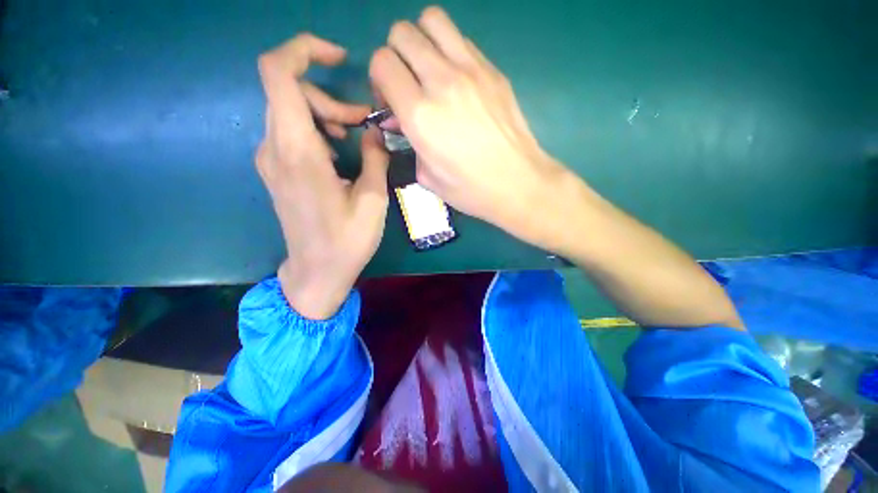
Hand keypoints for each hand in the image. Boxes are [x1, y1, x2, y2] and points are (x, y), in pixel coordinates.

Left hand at [256, 34, 389, 319]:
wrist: (316, 272)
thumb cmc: (347, 241)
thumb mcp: (373, 201)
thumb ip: (375, 159)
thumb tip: (373, 132)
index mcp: (298, 152)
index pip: (278, 72)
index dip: (304, 50)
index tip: (338, 57)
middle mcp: (274, 147)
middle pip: (289, 90)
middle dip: (329, 96)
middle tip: (362, 122)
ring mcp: (270, 160)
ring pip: (290, 111)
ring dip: (325, 114)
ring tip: (354, 137)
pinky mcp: (276, 170)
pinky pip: (290, 132)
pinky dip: (316, 130)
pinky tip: (337, 154)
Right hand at [369, 7, 573, 246]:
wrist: (518, 183)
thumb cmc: (471, 189)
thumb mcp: (428, 176)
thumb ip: (408, 142)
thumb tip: (401, 120)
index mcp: (420, 115)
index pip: (382, 62)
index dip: (379, 79)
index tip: (390, 101)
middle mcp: (442, 81)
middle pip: (402, 33)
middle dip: (395, 55)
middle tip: (407, 83)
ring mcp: (471, 70)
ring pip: (432, 20)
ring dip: (422, 41)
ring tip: (429, 71)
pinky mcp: (493, 70)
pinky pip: (460, 39)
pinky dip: (449, 50)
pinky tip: (456, 80)